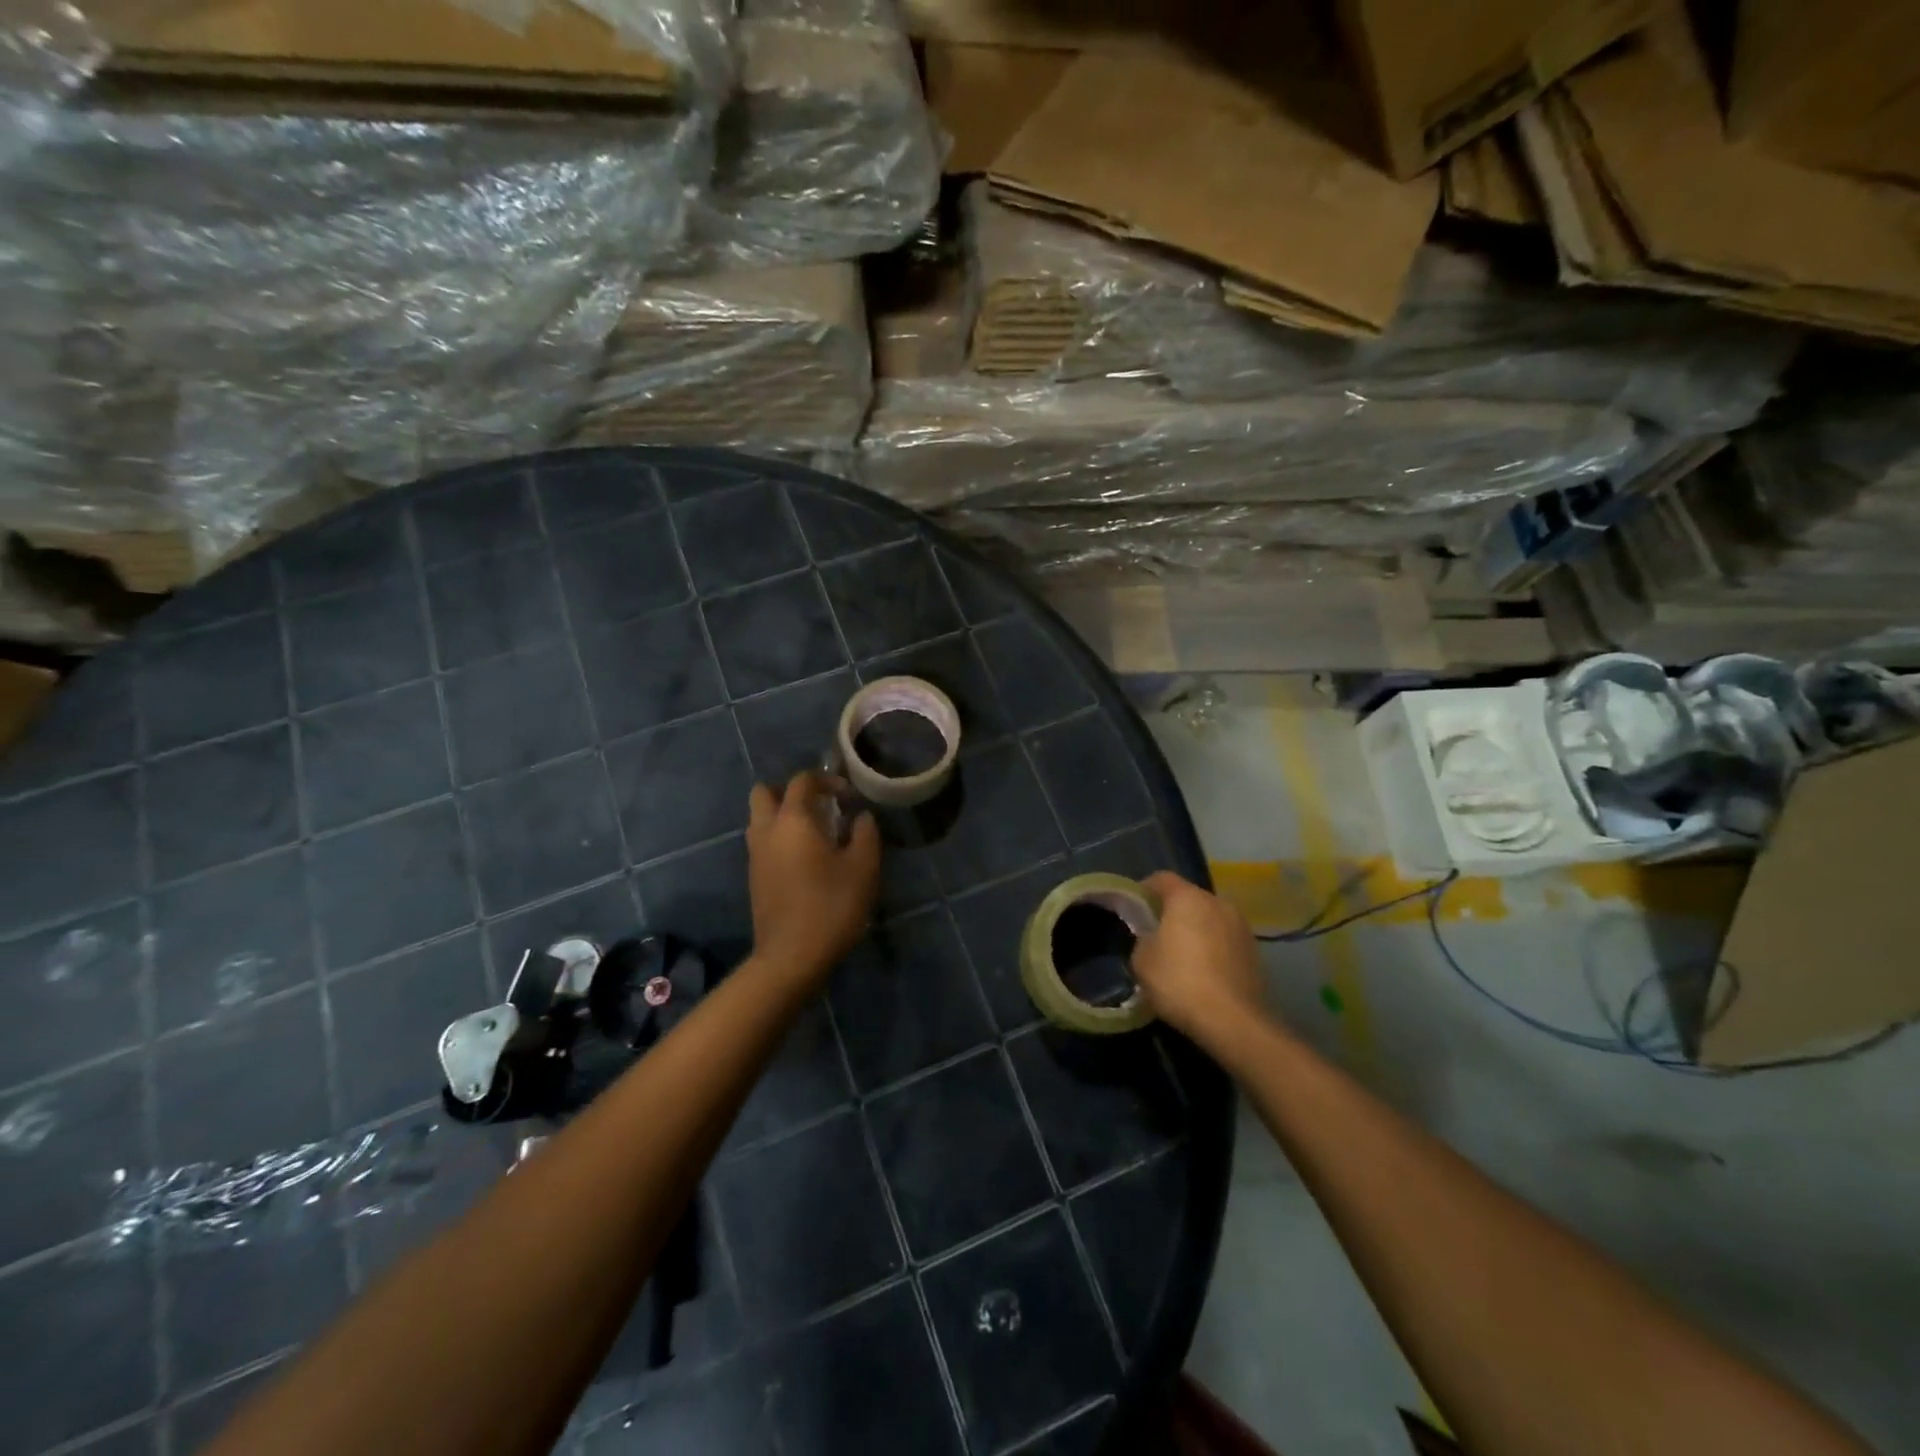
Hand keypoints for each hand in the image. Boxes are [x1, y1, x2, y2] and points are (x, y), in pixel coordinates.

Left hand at [747, 770, 880, 985]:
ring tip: (815, 834)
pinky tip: (805, 860)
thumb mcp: (863, 867)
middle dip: (790, 792)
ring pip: (760, 819)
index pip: (802, 781)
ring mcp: (755, 855)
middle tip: (819, 807)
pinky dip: (779, 840)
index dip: (827, 780)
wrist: (792, 956)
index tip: (849, 797)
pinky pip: (762, 843)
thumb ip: (865, 834)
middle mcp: (766, 830)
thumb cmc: (831, 905)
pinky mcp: (754, 877)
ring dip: (782, 816)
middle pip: (764, 793)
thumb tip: (861, 817)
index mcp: (792, 820)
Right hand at [1131, 871, 1266, 1046]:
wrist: (1233, 1021)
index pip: (1161, 879)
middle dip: (1172, 912)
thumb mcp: (1142, 960)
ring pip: (1210, 919)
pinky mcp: (1255, 951)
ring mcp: (1241, 926)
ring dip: (1196, 930)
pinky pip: (1225, 940)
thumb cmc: (1180, 982)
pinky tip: (1203, 972)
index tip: (1134, 909)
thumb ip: (1143, 938)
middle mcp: (1218, 902)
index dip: (1144, 890)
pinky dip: (1213, 948)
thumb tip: (1151, 937)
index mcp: (1187, 898)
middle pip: (1188, 898)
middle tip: (1156, 934)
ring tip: (1182, 956)